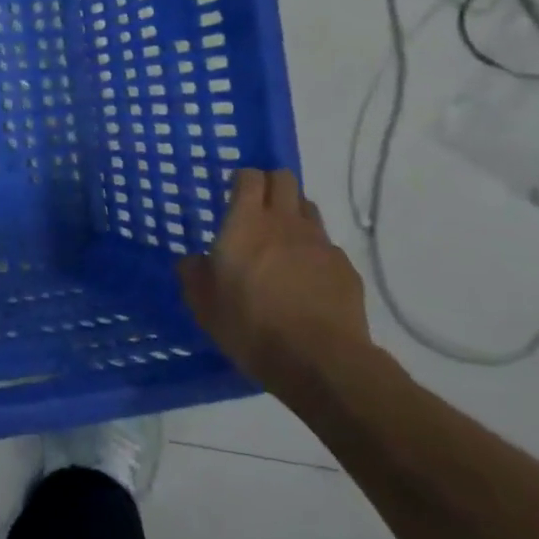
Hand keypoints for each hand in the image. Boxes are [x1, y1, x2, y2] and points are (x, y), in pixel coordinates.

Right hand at [177, 169, 373, 398]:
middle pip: (285, 179)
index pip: (250, 177)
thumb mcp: (203, 304)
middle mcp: (285, 222)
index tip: (233, 193)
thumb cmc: (250, 326)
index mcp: (246, 223)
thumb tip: (192, 260)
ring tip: (282, 242)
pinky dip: (315, 253)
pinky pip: (327, 246)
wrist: (320, 361)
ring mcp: (320, 243)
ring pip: (308, 209)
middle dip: (271, 184)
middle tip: (258, 208)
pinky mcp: (346, 268)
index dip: (242, 179)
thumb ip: (193, 274)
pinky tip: (307, 279)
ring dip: (294, 214)